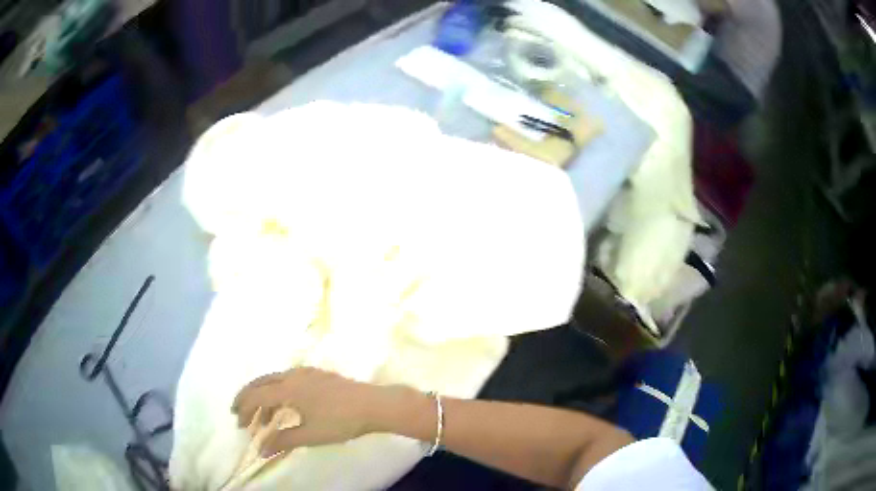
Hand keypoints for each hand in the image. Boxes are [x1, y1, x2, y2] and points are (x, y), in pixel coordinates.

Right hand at [231, 367, 385, 456]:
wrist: (374, 405)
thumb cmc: (341, 421)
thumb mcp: (310, 435)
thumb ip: (283, 441)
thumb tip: (260, 450)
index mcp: (288, 388)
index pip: (256, 395)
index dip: (244, 408)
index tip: (238, 423)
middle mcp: (293, 375)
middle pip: (262, 383)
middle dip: (248, 399)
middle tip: (240, 416)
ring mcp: (306, 373)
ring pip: (275, 382)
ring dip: (265, 399)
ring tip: (263, 421)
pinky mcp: (318, 375)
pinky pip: (289, 381)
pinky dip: (279, 394)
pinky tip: (285, 408)